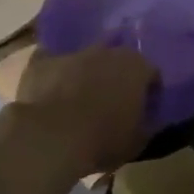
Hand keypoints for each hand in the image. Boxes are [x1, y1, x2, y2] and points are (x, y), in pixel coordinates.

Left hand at [8, 44, 154, 174]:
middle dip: (118, 77)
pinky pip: (52, 65)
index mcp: (137, 67)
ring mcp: (72, 54)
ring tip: (82, 100)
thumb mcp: (138, 141)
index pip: (152, 74)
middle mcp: (107, 52)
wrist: (49, 138)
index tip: (144, 110)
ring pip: (86, 60)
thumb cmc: (103, 139)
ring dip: (87, 75)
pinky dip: (55, 76)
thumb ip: (148, 124)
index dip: (149, 92)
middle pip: (118, 61)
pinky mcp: (41, 63)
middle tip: (114, 102)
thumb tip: (151, 119)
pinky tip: (53, 93)